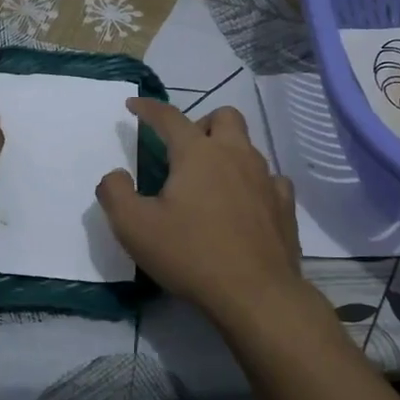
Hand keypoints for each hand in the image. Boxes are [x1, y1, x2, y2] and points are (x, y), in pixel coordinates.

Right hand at [95, 99, 304, 326]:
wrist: (255, 293)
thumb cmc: (190, 255)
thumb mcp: (134, 227)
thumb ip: (115, 193)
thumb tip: (115, 175)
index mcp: (197, 153)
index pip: (169, 117)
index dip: (148, 108)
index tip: (134, 105)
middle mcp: (235, 155)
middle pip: (223, 117)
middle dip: (201, 123)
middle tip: (184, 150)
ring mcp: (265, 179)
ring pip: (249, 146)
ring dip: (227, 151)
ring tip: (210, 180)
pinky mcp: (284, 206)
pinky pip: (270, 179)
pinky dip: (254, 182)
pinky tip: (245, 203)